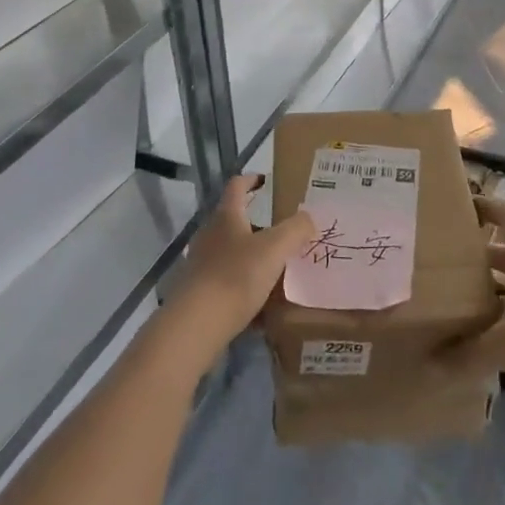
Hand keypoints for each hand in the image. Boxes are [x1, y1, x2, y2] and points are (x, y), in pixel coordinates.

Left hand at [164, 174, 314, 365]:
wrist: (196, 325)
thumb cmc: (236, 276)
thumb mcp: (275, 248)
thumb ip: (296, 229)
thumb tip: (308, 218)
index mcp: (227, 216)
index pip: (237, 186)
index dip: (251, 179)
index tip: (266, 181)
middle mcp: (210, 234)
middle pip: (233, 220)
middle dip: (257, 223)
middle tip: (281, 232)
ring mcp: (201, 263)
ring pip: (231, 252)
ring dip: (251, 256)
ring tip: (275, 268)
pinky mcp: (198, 292)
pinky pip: (226, 281)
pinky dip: (243, 285)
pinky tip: (261, 305)